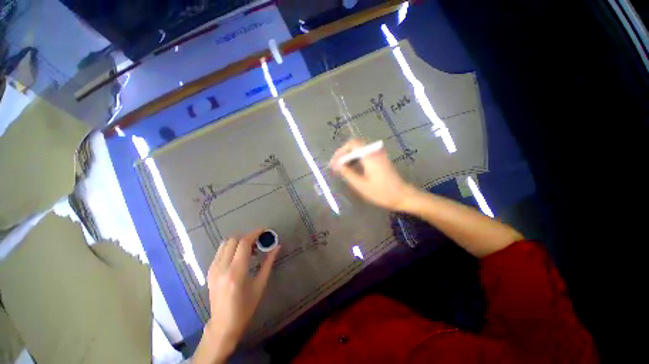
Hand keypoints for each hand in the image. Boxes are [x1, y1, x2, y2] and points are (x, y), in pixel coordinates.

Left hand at [194, 229, 279, 362]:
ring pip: (225, 243)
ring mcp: (213, 269)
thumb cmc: (245, 307)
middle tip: (257, 243)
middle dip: (247, 237)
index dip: (254, 233)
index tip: (264, 231)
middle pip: (233, 240)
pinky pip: (220, 251)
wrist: (223, 324)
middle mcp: (222, 267)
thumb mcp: (260, 284)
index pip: (243, 243)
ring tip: (248, 249)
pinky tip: (238, 257)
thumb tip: (277, 246)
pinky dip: (231, 247)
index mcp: (236, 272)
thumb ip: (268, 262)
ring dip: (238, 241)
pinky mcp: (210, 271)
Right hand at [330, 139, 415, 210]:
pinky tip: (352, 169)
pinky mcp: (380, 159)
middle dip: (344, 154)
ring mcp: (379, 155)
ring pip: (360, 150)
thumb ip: (348, 173)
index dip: (340, 152)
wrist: (402, 196)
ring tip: (341, 168)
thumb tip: (337, 166)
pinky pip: (365, 155)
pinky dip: (356, 159)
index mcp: (370, 156)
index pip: (352, 144)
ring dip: (350, 157)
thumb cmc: (381, 192)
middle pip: (355, 145)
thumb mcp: (361, 185)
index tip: (334, 163)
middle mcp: (374, 151)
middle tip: (336, 165)